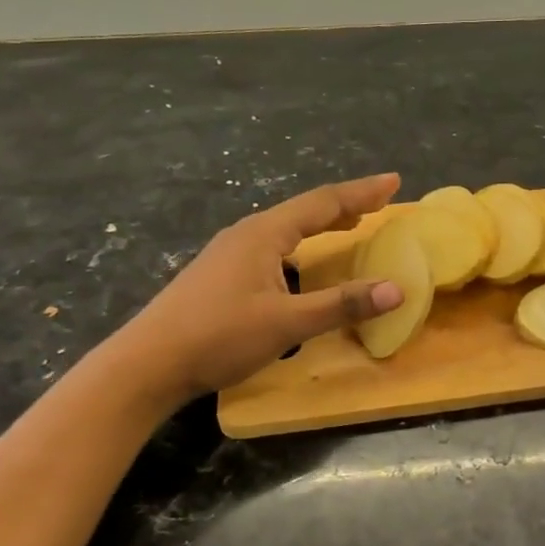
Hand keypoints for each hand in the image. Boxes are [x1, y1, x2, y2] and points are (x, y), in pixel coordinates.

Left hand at [122, 174, 404, 398]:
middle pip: (304, 211)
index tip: (395, 181)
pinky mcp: (219, 274)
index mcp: (264, 234)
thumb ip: (341, 305)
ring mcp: (229, 253)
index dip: (362, 192)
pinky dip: (301, 246)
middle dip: (345, 205)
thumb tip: (396, 290)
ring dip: (321, 225)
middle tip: (379, 202)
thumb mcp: (287, 323)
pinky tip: (301, 263)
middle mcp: (246, 234)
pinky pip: (272, 247)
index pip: (323, 203)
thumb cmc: (219, 337)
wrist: (147, 364)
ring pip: (286, 229)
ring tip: (349, 225)